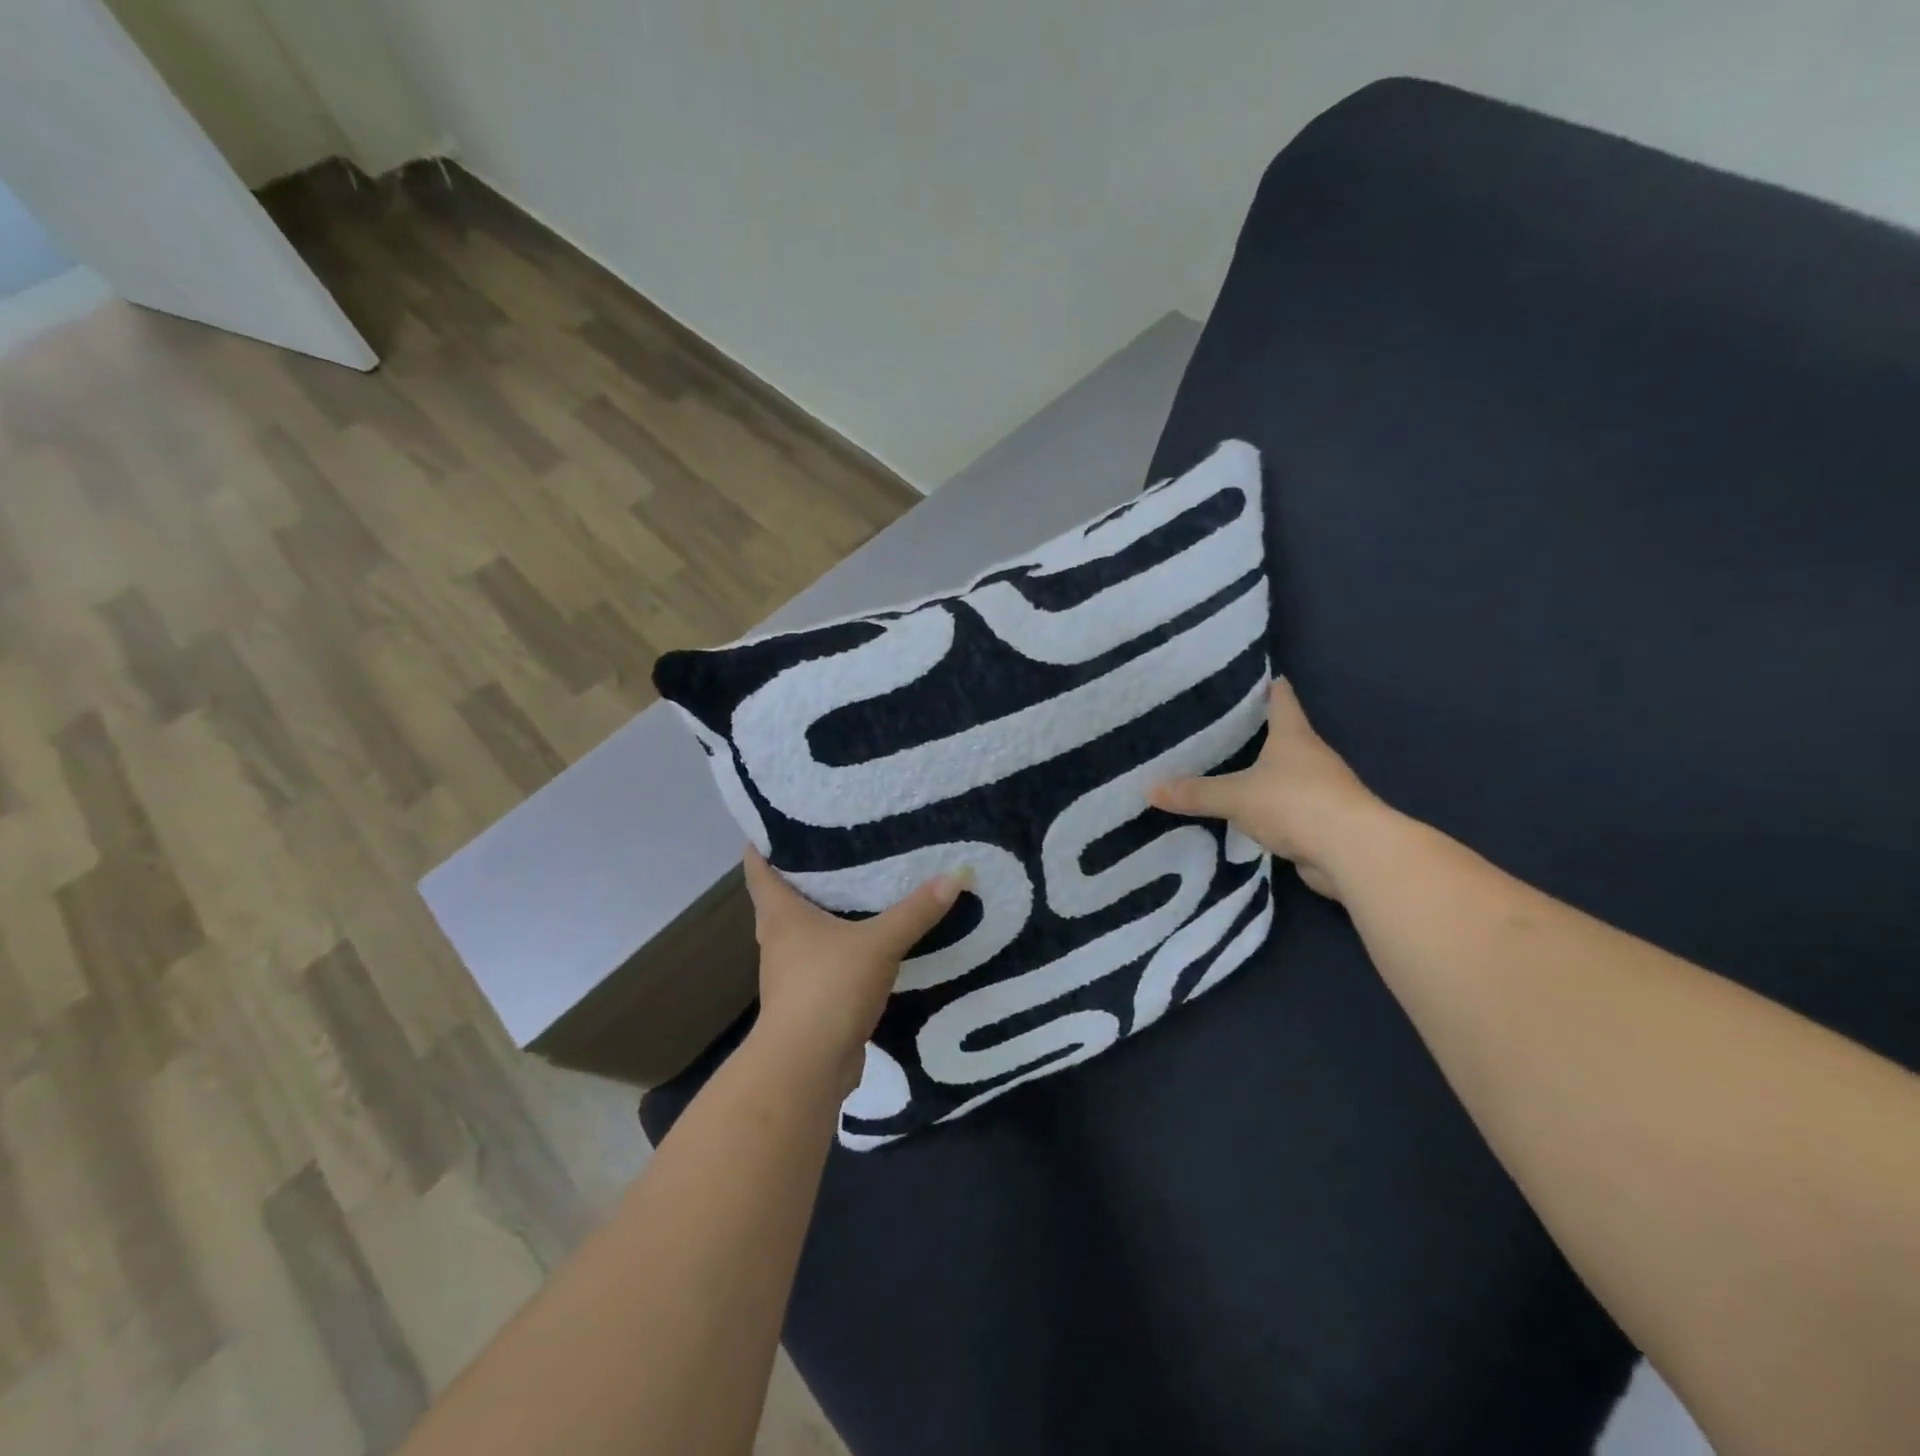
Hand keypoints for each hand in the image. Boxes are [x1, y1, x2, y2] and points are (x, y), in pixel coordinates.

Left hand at [741, 847, 964, 1091]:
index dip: (762, 840)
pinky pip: (824, 960)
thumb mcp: (879, 942)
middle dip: (802, 872)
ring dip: (823, 912)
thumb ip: (916, 910)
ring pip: (803, 930)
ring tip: (857, 887)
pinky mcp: (809, 999)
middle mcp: (778, 938)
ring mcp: (790, 972)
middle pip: (781, 896)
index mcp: (780, 914)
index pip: (758, 867)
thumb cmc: (828, 988)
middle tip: (836, 844)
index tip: (776, 817)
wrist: (808, 1066)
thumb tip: (958, 873)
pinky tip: (867, 941)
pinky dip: (840, 947)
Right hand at [1150, 678, 1384, 900]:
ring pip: (1284, 773)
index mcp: (1294, 736)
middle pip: (1283, 735)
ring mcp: (1320, 790)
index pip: (1281, 697)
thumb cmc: (1295, 804)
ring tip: (1224, 768)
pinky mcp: (1321, 821)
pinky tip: (1244, 812)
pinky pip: (1286, 807)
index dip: (1264, 685)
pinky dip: (1268, 807)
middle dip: (1254, 730)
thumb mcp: (1236, 796)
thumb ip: (1196, 793)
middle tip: (1215, 726)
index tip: (1243, 677)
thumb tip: (1150, 789)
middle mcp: (1311, 756)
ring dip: (1262, 772)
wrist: (1352, 852)